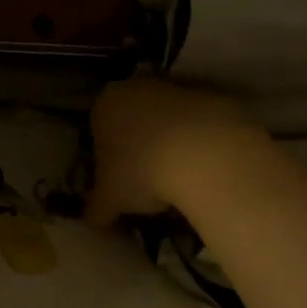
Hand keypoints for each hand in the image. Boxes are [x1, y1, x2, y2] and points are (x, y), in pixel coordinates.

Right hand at [85, 79, 264, 226]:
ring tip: (177, 179)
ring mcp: (177, 90)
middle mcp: (137, 87)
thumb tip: (93, 220)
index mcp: (105, 104)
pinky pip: (196, 125)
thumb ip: (96, 209)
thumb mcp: (109, 200)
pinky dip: (196, 144)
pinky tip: (202, 169)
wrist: (206, 156)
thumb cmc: (141, 172)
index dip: (105, 159)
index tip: (117, 182)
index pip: (97, 130)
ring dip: (168, 144)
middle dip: (137, 148)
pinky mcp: (213, 98)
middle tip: (145, 182)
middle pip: (132, 121)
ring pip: (165, 121)